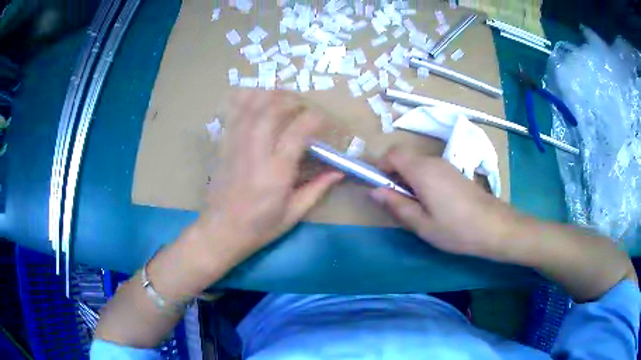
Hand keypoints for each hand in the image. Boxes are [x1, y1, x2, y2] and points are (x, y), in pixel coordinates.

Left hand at [191, 90, 342, 267]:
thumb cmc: (259, 227)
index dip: (315, 119)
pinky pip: (233, 114)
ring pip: (251, 106)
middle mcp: (256, 151)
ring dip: (269, 95)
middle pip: (273, 110)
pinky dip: (244, 100)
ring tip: (281, 97)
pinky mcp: (223, 145)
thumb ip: (317, 189)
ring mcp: (236, 145)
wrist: (221, 231)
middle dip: (292, 101)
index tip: (324, 121)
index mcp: (277, 171)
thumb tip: (338, 171)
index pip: (299, 131)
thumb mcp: (293, 214)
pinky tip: (254, 97)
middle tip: (302, 107)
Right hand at [371, 147, 522, 260]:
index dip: (381, 166)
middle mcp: (433, 161)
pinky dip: (422, 181)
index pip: (392, 153)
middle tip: (398, 203)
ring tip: (416, 207)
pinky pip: (430, 169)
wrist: (494, 227)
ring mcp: (446, 165)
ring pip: (417, 164)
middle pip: (404, 157)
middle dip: (394, 175)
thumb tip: (374, 191)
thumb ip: (396, 205)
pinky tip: (433, 204)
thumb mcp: (421, 224)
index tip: (380, 188)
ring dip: (408, 179)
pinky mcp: (455, 173)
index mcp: (422, 171)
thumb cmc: (456, 229)